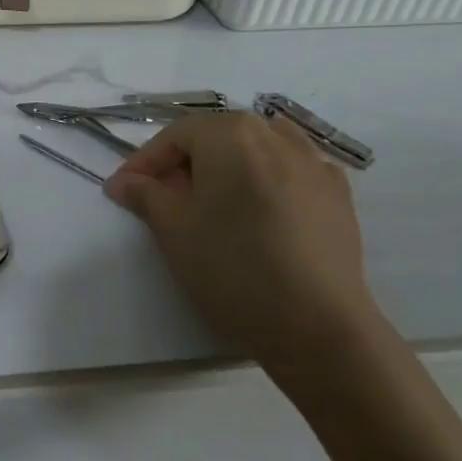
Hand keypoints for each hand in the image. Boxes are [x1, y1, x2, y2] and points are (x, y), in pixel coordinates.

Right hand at [104, 112, 376, 371]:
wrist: (317, 326)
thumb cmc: (232, 267)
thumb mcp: (172, 229)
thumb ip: (144, 195)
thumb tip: (123, 182)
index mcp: (230, 134)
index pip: (175, 135)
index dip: (145, 161)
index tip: (123, 189)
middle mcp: (275, 135)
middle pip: (217, 136)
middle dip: (185, 163)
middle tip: (163, 198)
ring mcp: (313, 163)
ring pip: (257, 149)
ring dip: (228, 166)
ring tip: (213, 201)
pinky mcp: (339, 195)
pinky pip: (292, 171)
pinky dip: (268, 179)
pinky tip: (259, 211)